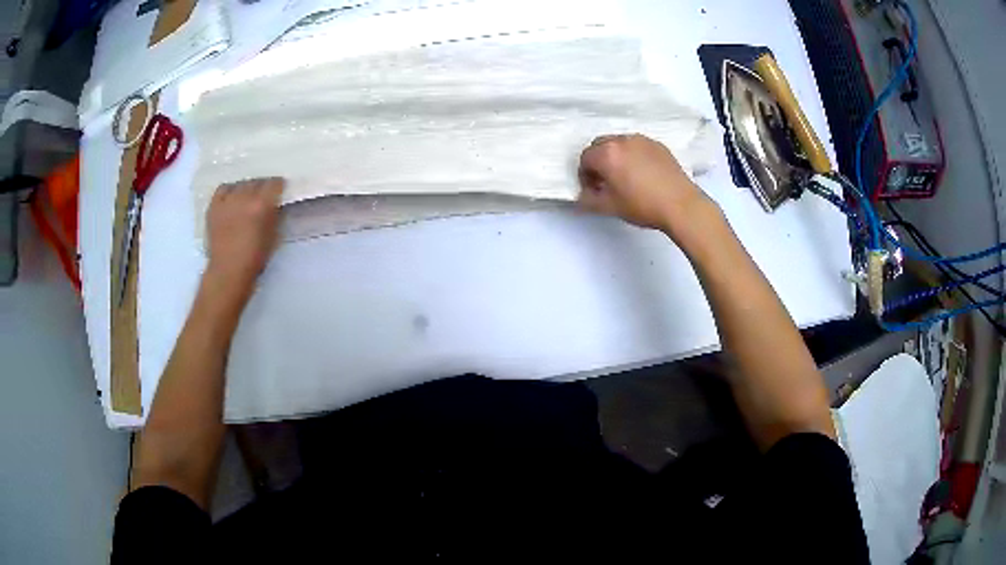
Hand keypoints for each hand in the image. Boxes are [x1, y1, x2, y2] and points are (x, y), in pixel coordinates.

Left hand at [205, 177, 283, 294]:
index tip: (279, 191)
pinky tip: (231, 198)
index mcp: (262, 204)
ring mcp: (227, 200)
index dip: (278, 186)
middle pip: (257, 181)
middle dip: (262, 186)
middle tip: (264, 196)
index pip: (274, 183)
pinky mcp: (214, 206)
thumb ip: (275, 215)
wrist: (228, 272)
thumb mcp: (273, 235)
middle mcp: (244, 197)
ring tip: (247, 196)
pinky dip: (229, 191)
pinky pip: (223, 189)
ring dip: (246, 188)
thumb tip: (276, 203)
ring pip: (240, 183)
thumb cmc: (254, 258)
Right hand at [578, 134, 713, 236]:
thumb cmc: (642, 206)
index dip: (585, 175)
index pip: (585, 158)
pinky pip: (637, 146)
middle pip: (600, 145)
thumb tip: (582, 195)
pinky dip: (633, 156)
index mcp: (606, 154)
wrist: (681, 205)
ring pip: (619, 143)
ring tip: (625, 177)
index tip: (592, 189)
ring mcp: (642, 140)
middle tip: (606, 181)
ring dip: (616, 156)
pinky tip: (643, 174)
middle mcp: (622, 140)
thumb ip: (588, 200)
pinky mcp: (658, 145)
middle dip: (598, 161)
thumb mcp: (609, 207)